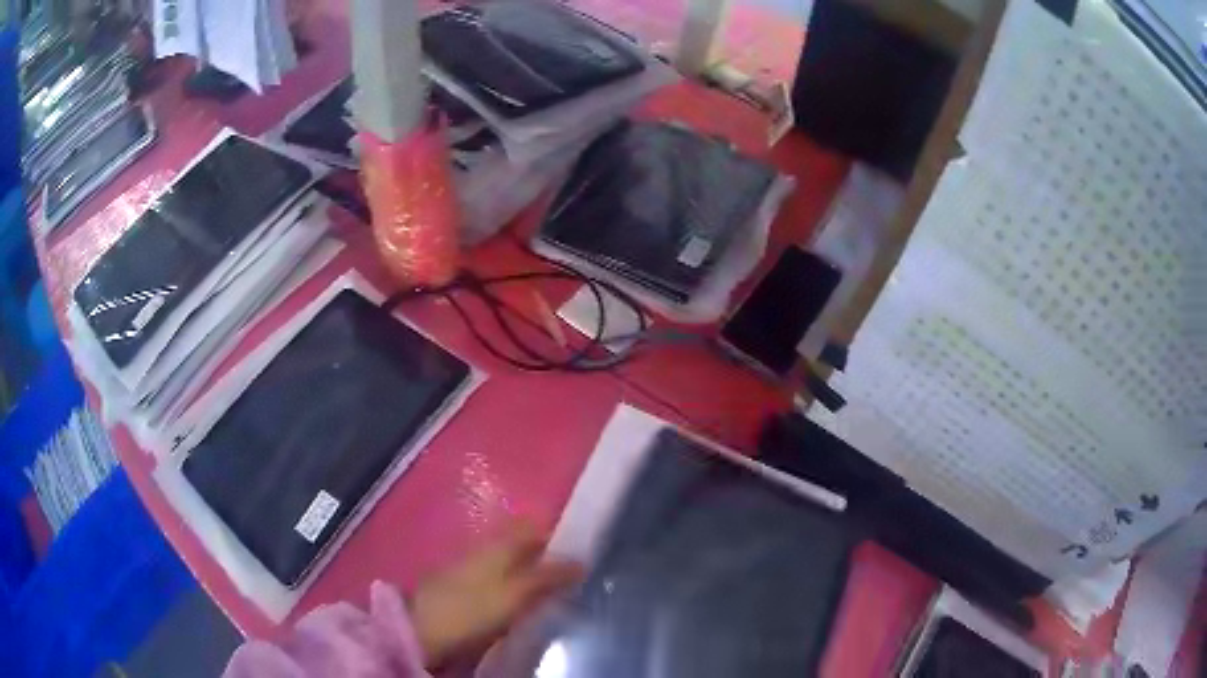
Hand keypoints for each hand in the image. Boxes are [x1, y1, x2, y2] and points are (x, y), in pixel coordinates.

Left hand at [409, 524, 582, 668]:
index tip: (578, 549)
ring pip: (504, 558)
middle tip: (568, 571)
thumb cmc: (471, 610)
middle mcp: (481, 549)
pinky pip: (493, 575)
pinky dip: (510, 581)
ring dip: (526, 567)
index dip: (553, 534)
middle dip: (541, 551)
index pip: (530, 527)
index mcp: (496, 545)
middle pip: (517, 542)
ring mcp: (467, 566)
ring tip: (549, 588)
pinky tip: (518, 598)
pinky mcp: (459, 586)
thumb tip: (581, 561)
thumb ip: (546, 578)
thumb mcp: (514, 596)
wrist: (420, 630)